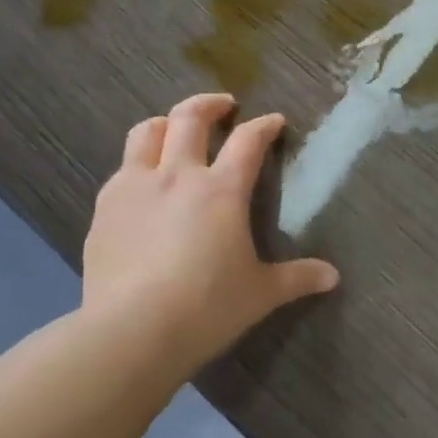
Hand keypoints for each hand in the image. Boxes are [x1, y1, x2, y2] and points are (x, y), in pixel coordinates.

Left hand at [82, 93, 338, 373]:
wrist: (131, 332)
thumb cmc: (206, 308)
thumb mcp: (260, 294)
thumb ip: (297, 278)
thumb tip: (333, 277)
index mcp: (222, 190)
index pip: (248, 140)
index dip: (264, 126)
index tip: (274, 121)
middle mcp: (178, 175)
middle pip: (190, 117)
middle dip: (210, 104)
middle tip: (224, 106)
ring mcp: (135, 187)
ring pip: (147, 132)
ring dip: (166, 123)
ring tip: (175, 130)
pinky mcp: (105, 208)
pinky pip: (121, 170)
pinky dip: (137, 165)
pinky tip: (142, 184)